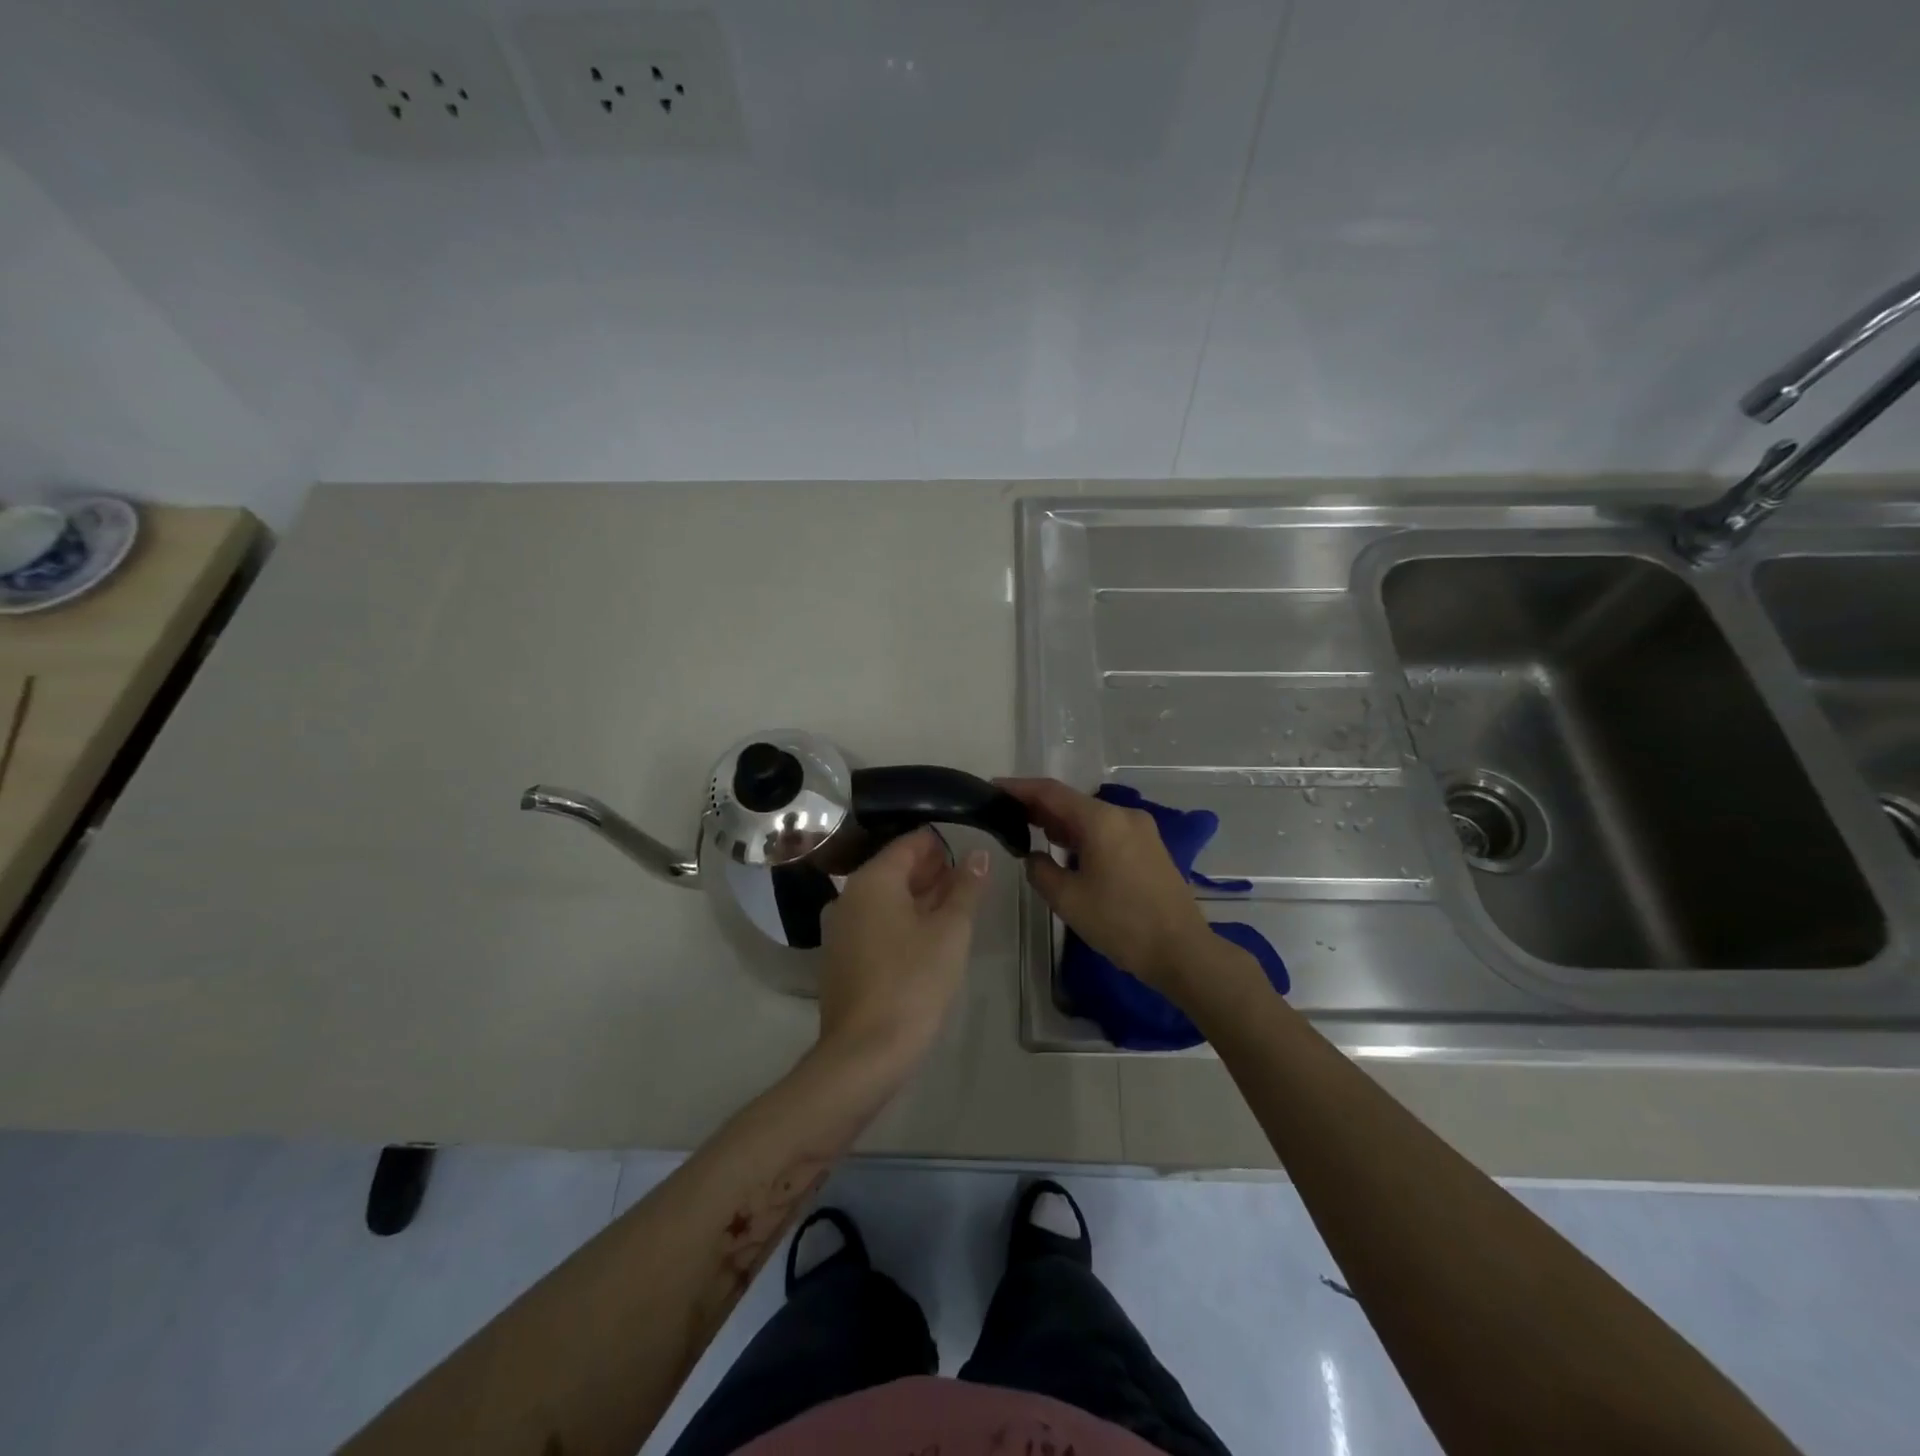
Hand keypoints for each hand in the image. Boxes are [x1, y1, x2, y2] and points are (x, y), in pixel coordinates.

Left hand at [815, 829, 988, 1074]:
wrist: (865, 1051)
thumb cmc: (913, 981)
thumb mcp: (951, 931)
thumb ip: (966, 888)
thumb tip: (978, 854)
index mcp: (872, 880)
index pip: (909, 844)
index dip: (940, 844)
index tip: (968, 852)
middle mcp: (849, 895)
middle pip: (895, 869)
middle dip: (931, 871)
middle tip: (967, 879)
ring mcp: (840, 928)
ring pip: (885, 898)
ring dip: (918, 897)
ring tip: (954, 905)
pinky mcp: (841, 957)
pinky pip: (874, 923)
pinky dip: (901, 920)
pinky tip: (927, 935)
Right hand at [998, 778, 1231, 1000]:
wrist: (1182, 951)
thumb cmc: (1121, 923)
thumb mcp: (1067, 900)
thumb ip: (1040, 870)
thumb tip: (1034, 856)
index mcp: (1101, 820)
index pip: (1051, 792)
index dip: (1019, 788)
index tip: (993, 788)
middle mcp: (1123, 815)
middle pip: (1072, 801)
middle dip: (1038, 807)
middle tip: (1006, 815)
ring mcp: (1141, 830)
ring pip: (1091, 817)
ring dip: (1061, 823)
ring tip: (1030, 832)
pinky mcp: (1150, 847)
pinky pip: (1108, 830)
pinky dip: (1083, 835)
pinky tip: (1066, 851)